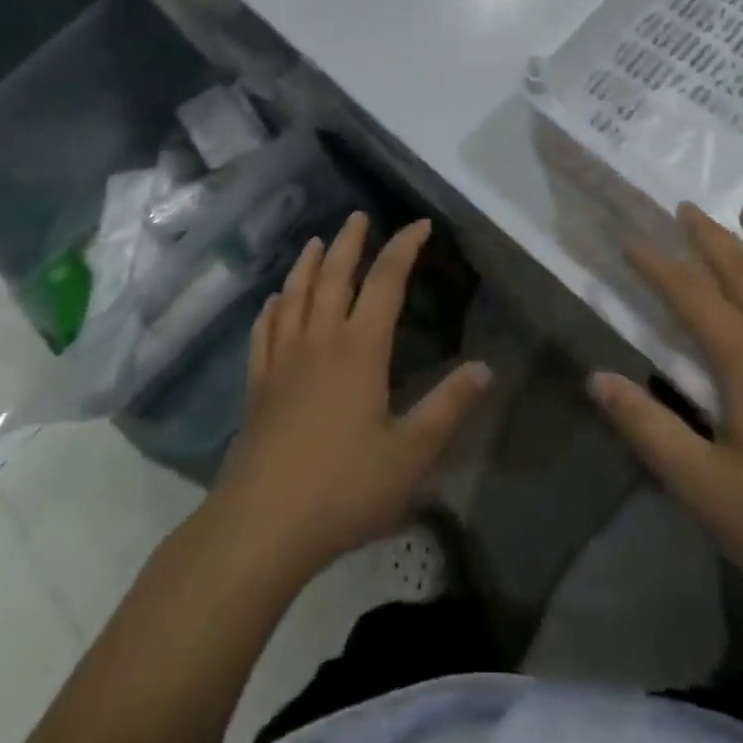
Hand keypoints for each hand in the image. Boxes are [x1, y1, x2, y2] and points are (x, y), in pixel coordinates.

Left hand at [210, 213, 491, 576]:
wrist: (260, 526)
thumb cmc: (343, 488)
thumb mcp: (411, 454)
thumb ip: (448, 408)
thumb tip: (485, 368)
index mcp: (359, 349)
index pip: (386, 282)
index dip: (404, 248)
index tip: (420, 225)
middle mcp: (319, 341)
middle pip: (333, 275)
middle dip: (349, 242)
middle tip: (358, 216)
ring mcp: (282, 360)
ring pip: (295, 295)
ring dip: (307, 263)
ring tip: (315, 241)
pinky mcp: (257, 385)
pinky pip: (264, 331)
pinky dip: (272, 308)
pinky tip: (273, 302)